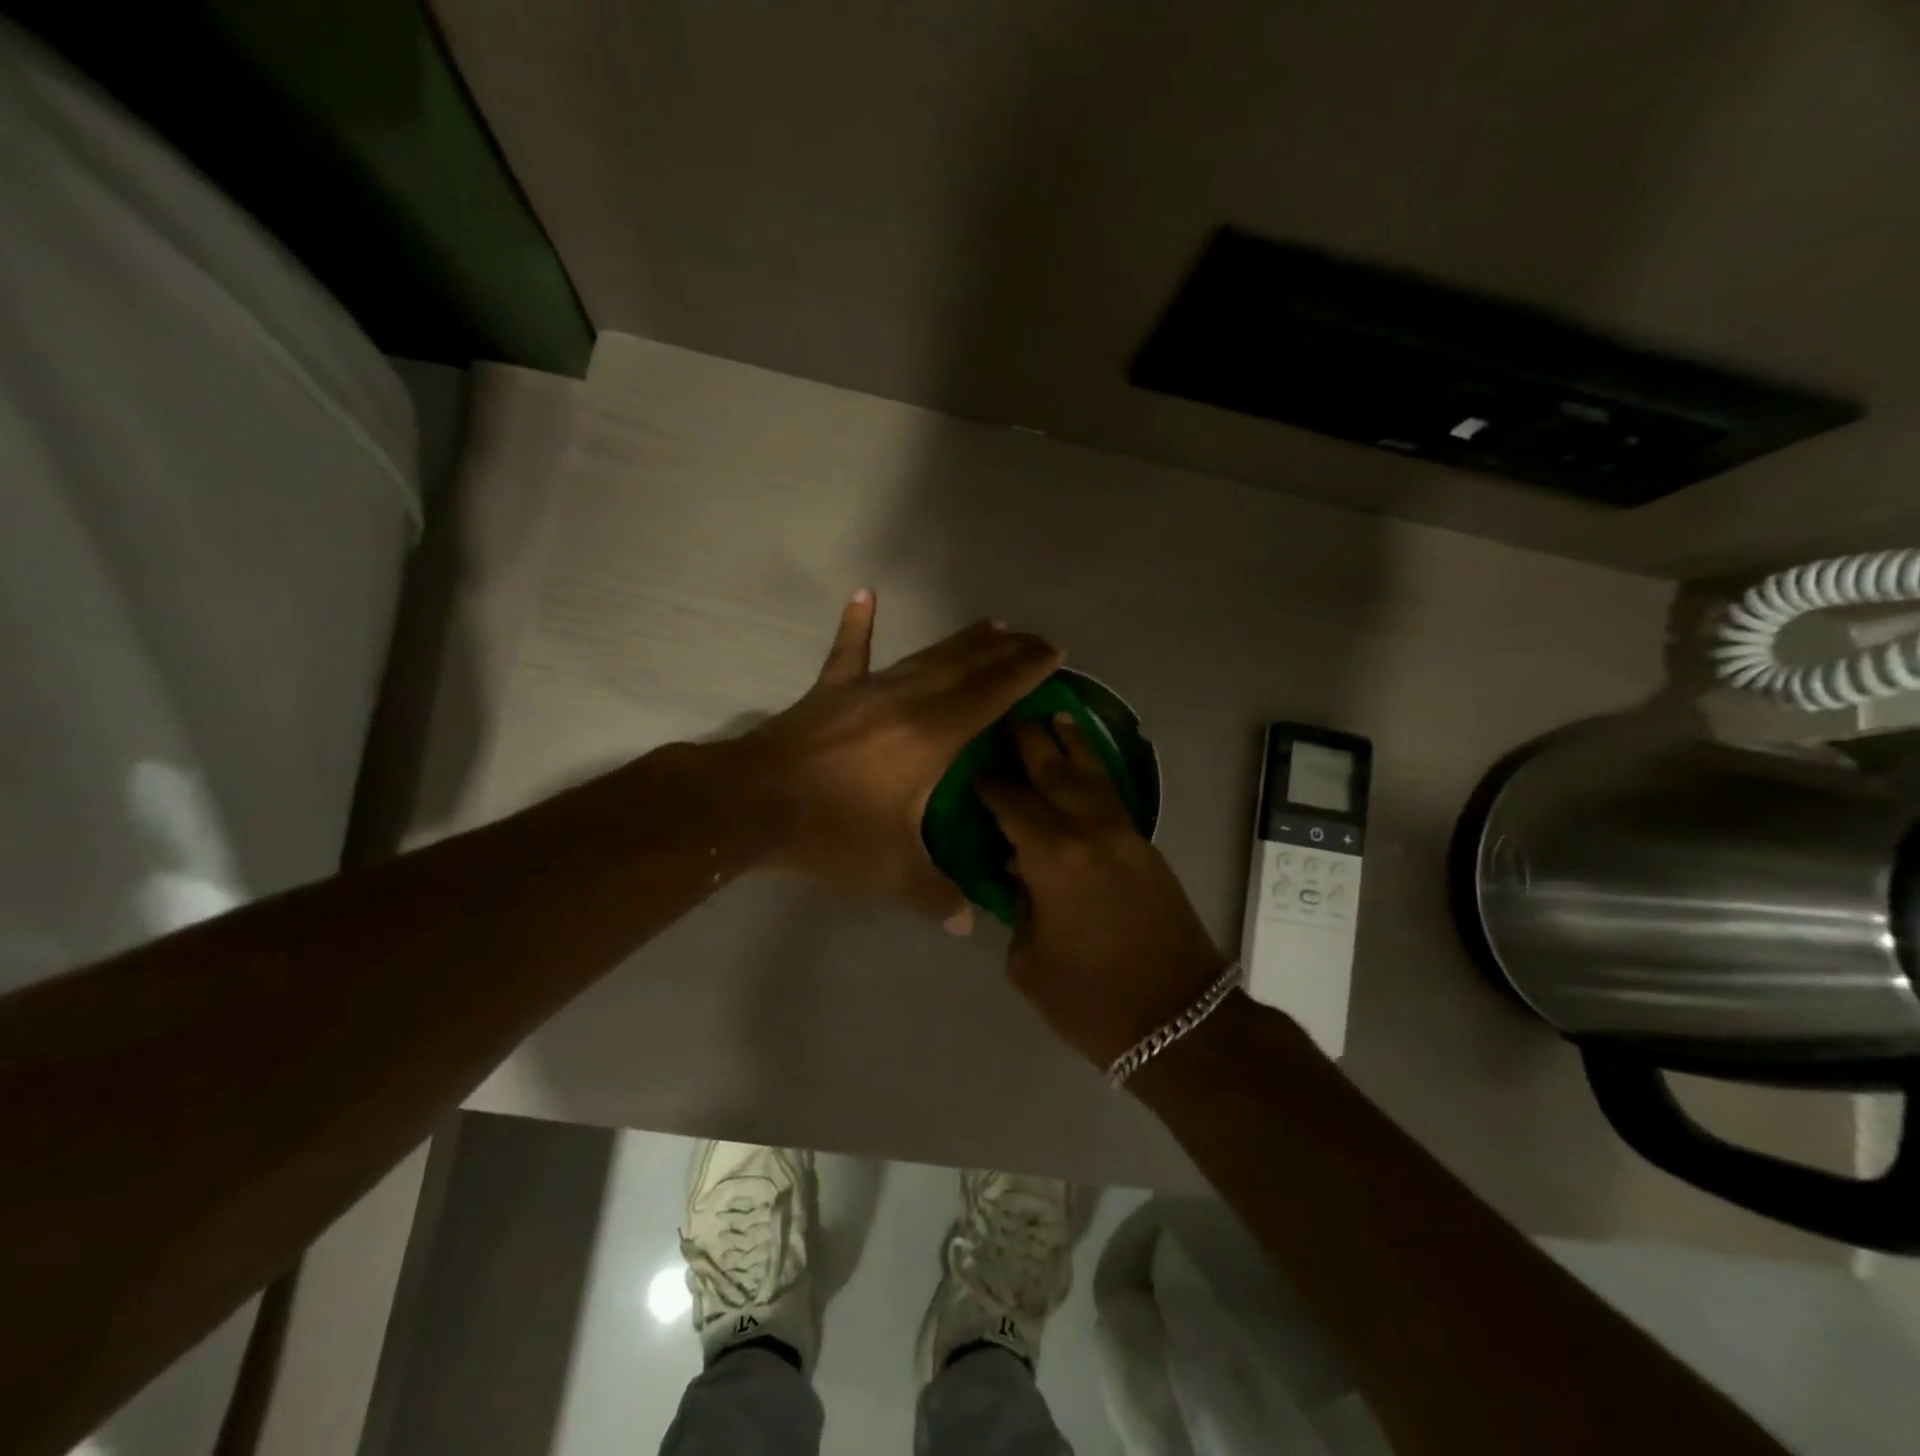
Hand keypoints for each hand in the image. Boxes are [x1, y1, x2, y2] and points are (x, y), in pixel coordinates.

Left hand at [737, 590, 1062, 929]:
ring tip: (992, 625)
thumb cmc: (830, 832)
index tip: (1055, 652)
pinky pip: (849, 652)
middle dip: (1006, 651)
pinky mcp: (830, 692)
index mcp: (932, 736)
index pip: (992, 694)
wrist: (752, 803)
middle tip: (1036, 638)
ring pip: (925, 656)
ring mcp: (866, 690)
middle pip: (967, 666)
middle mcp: (907, 700)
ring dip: (961, 642)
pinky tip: (865, 594)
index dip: (1026, 671)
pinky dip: (858, 624)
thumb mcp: (891, 872)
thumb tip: (967, 924)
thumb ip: (935, 895)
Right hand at [978, 715, 1228, 1066]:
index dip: (991, 784)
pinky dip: (1094, 775)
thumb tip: (1021, 877)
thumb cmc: (1091, 1000)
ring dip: (1072, 745)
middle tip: (1011, 717)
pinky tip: (1084, 769)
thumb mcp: (1030, 962)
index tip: (974, 767)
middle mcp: (1090, 833)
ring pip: (1093, 776)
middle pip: (1055, 773)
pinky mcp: (1147, 848)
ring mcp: (1125, 836)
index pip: (1013, 804)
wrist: (1180, 1019)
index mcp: (1054, 859)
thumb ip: (1020, 909)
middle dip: (1031, 743)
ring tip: (1056, 717)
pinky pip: (1112, 797)